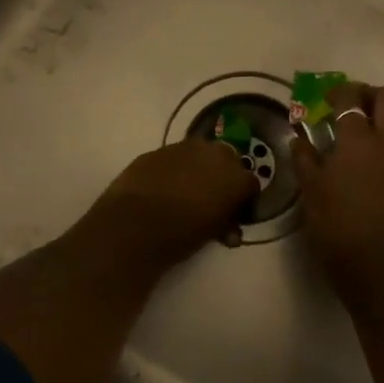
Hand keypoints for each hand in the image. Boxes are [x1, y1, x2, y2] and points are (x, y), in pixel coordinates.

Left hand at [86, 139, 255, 271]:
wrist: (133, 224)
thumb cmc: (180, 234)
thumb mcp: (211, 234)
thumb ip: (225, 225)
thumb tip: (229, 229)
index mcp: (235, 177)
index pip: (250, 185)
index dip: (244, 200)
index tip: (235, 215)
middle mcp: (215, 154)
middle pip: (228, 162)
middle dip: (223, 178)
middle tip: (212, 199)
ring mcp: (185, 148)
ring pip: (201, 154)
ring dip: (199, 169)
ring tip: (186, 191)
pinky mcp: (158, 150)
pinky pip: (175, 157)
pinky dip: (175, 169)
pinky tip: (164, 186)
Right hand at [291, 83, 383, 300]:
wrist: (376, 267)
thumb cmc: (336, 225)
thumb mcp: (310, 191)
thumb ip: (304, 158)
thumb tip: (299, 138)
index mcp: (359, 140)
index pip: (352, 98)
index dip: (337, 92)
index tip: (323, 99)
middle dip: (367, 94)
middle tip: (345, 107)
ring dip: (378, 118)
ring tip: (352, 138)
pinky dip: (382, 142)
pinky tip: (361, 165)